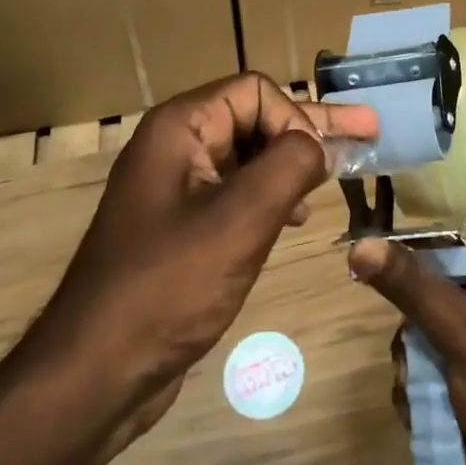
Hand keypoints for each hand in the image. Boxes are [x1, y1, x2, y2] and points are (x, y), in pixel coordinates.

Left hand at [31, 73, 377, 448]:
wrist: (96, 373)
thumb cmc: (168, 286)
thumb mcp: (240, 219)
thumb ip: (289, 166)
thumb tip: (316, 143)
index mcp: (180, 127)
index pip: (255, 91)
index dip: (294, 118)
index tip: (319, 164)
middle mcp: (175, 145)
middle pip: (254, 117)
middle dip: (311, 128)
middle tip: (368, 130)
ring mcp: (176, 186)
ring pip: (248, 155)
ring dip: (293, 162)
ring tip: (338, 175)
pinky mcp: (181, 224)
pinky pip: (236, 190)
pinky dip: (271, 194)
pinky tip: (296, 215)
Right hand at [348, 163, 465, 464]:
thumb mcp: (460, 331)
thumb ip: (411, 287)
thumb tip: (360, 245)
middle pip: (464, 257)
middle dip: (426, 272)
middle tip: (393, 262)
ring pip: (438, 307)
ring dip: (417, 335)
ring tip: (413, 361)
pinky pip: (434, 348)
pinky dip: (421, 369)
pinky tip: (419, 396)